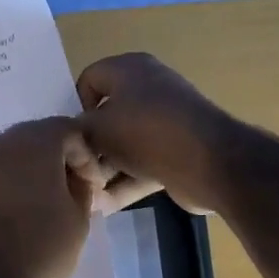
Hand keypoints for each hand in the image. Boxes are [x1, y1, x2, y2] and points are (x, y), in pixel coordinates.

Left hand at [0, 117, 104, 277]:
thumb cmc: (39, 249)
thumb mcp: (78, 221)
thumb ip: (81, 190)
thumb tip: (75, 180)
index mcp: (34, 144)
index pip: (68, 130)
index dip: (86, 156)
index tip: (93, 186)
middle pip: (36, 140)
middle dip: (57, 160)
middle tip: (71, 191)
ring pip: (11, 159)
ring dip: (31, 175)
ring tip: (45, 206)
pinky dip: (8, 190)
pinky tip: (17, 218)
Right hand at [73, 53, 238, 214]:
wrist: (209, 161)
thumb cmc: (146, 132)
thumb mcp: (97, 128)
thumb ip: (75, 132)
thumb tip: (71, 142)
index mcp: (130, 70)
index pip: (89, 80)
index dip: (74, 107)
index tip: (69, 136)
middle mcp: (148, 90)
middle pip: (106, 117)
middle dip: (88, 147)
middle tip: (72, 172)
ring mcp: (164, 124)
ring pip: (124, 146)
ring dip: (104, 171)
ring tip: (84, 196)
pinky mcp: (175, 154)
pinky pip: (142, 167)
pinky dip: (124, 184)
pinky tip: (103, 207)